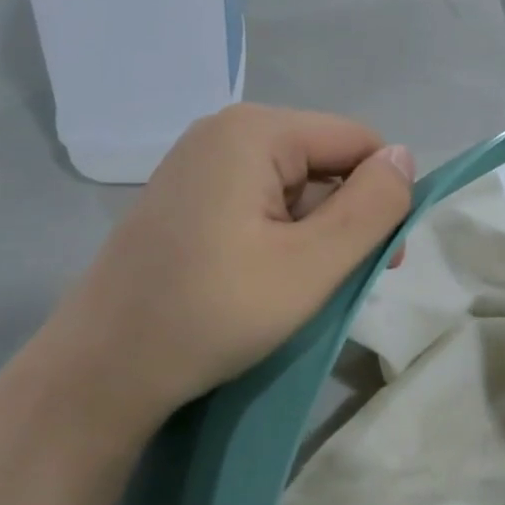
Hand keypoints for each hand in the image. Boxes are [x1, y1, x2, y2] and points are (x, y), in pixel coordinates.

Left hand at [43, 105, 413, 447]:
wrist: (101, 372)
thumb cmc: (213, 314)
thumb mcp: (313, 265)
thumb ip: (372, 206)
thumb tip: (404, 157)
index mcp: (255, 131)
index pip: (358, 140)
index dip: (382, 196)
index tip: (380, 260)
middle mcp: (224, 131)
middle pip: (326, 160)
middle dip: (348, 217)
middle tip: (342, 282)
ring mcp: (199, 163)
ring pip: (296, 185)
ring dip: (316, 232)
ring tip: (301, 288)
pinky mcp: (186, 197)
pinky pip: (260, 201)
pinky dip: (281, 236)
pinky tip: (266, 280)